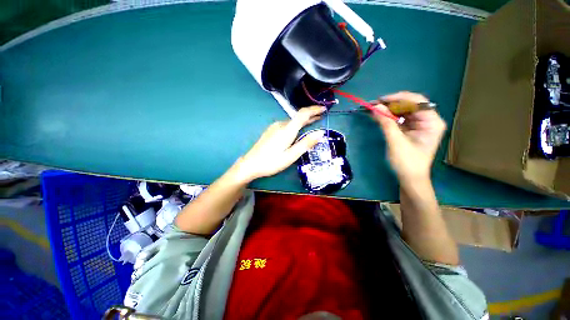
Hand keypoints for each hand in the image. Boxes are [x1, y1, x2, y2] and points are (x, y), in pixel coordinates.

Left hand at [235, 106, 326, 182]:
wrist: (250, 164)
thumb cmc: (272, 162)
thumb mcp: (291, 156)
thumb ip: (306, 143)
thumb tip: (321, 133)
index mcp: (287, 130)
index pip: (303, 114)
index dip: (314, 109)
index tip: (324, 109)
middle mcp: (280, 125)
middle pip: (298, 117)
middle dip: (311, 116)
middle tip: (321, 117)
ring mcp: (274, 127)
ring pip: (292, 122)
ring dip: (303, 121)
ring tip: (312, 123)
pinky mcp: (271, 131)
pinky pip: (286, 125)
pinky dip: (295, 126)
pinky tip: (297, 131)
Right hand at [371, 92, 445, 184]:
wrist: (410, 178)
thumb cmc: (407, 162)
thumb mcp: (396, 142)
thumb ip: (386, 123)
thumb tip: (375, 107)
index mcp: (432, 122)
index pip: (417, 101)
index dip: (398, 98)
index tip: (380, 100)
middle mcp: (428, 120)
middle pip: (410, 105)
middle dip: (391, 104)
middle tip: (373, 105)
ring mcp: (419, 125)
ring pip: (403, 111)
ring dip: (388, 110)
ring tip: (373, 110)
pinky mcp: (411, 130)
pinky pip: (399, 119)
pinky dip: (388, 117)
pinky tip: (378, 116)